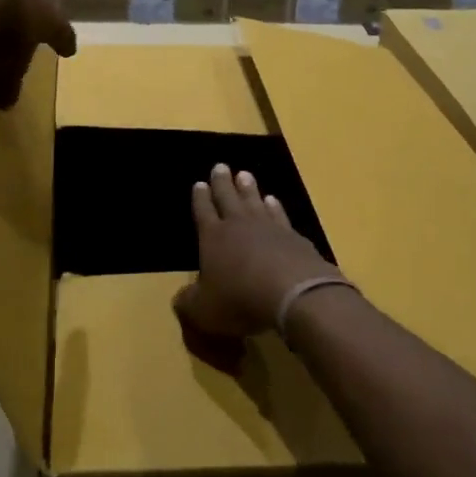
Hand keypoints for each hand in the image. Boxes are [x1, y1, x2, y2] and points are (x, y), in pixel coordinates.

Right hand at [175, 163, 342, 340]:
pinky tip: (274, 201)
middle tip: (221, 165)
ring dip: (249, 188)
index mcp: (213, 237)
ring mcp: (269, 228)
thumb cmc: (240, 300)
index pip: (203, 212)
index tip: (199, 183)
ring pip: (255, 201)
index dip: (200, 198)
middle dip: (222, 182)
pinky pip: (280, 215)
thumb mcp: (203, 310)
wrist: (294, 294)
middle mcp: (239, 225)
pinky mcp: (294, 237)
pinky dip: (275, 206)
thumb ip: (189, 301)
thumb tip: (181, 298)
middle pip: (228, 198)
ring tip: (245, 174)